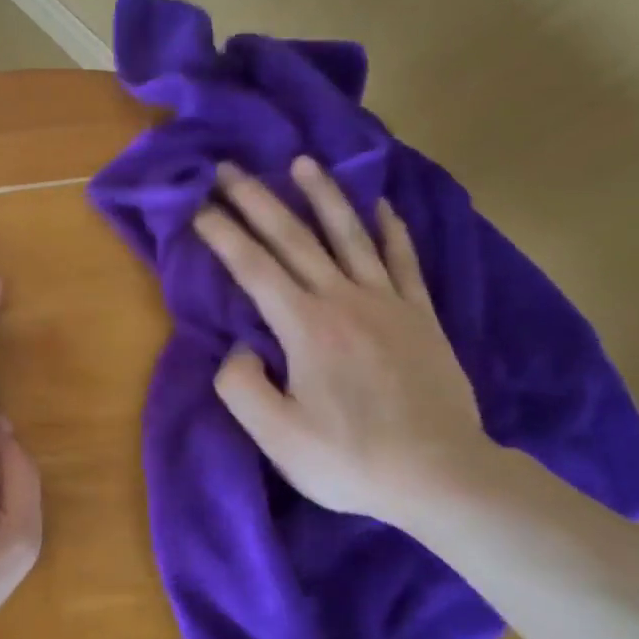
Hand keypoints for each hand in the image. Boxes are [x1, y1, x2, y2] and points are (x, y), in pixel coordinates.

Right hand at [192, 158, 493, 523]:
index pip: (253, 267)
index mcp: (305, 326)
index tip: (196, 205)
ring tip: (303, 161)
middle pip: (294, 238)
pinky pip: (403, 260)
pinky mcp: (421, 316)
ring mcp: (388, 303)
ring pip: (350, 235)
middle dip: (257, 200)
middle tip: (229, 168)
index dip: (222, 233)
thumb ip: (240, 385)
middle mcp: (344, 300)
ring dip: (323, 195)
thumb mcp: (276, 436)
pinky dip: (391, 228)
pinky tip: (381, 204)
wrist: (442, 476)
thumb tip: (240, 348)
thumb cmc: (350, 459)